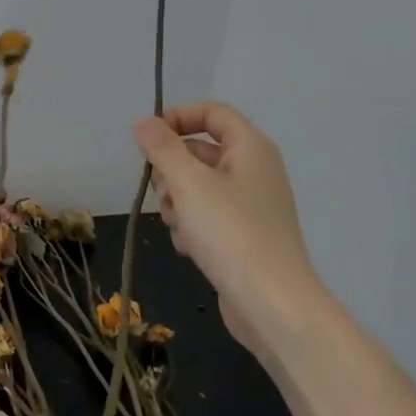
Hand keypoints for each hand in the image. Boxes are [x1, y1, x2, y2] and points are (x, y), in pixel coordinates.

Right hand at [134, 101, 327, 358]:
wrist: (271, 302)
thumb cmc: (231, 233)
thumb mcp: (189, 184)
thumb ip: (162, 149)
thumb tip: (144, 121)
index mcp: (250, 148)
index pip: (212, 112)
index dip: (177, 118)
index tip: (147, 140)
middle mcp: (253, 170)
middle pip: (200, 150)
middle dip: (172, 169)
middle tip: (162, 191)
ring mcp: (249, 205)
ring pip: (197, 187)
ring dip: (177, 202)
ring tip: (178, 224)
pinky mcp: (242, 235)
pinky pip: (206, 216)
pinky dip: (191, 226)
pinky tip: (190, 247)